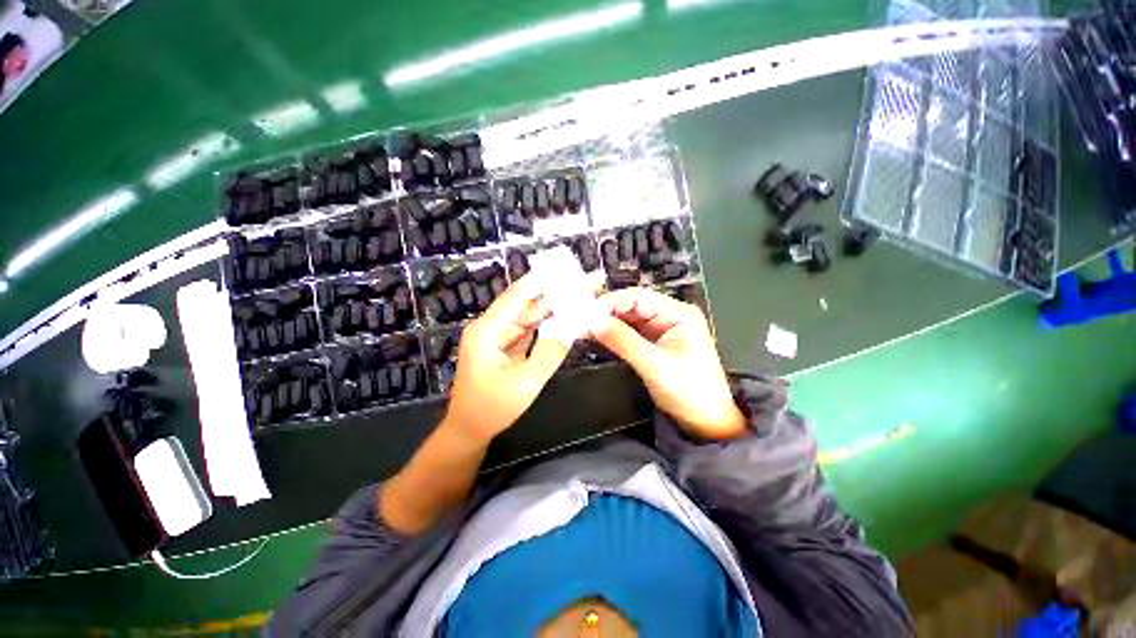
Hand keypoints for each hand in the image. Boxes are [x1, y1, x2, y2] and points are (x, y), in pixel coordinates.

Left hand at [444, 273, 570, 442]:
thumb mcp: (525, 383)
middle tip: (582, 282)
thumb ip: (549, 353)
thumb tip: (572, 326)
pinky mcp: (505, 345)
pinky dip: (546, 323)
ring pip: (528, 315)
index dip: (542, 280)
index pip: (517, 296)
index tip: (565, 266)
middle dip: (554, 292)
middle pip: (525, 303)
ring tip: (578, 295)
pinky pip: (528, 329)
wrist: (470, 430)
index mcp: (487, 331)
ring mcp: (497, 335)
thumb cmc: (492, 409)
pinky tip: (564, 315)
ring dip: (553, 306)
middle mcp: (490, 327)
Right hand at [592, 288, 746, 439]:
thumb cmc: (690, 392)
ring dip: (607, 323)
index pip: (639, 297)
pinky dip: (613, 335)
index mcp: (678, 314)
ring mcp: (661, 330)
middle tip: (581, 322)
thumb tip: (593, 321)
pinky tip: (597, 337)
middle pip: (632, 306)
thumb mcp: (655, 365)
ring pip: (628, 319)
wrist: (706, 422)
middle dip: (606, 313)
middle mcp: (669, 316)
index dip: (611, 302)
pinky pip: (629, 333)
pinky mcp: (653, 344)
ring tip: (584, 329)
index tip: (587, 313)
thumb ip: (623, 341)